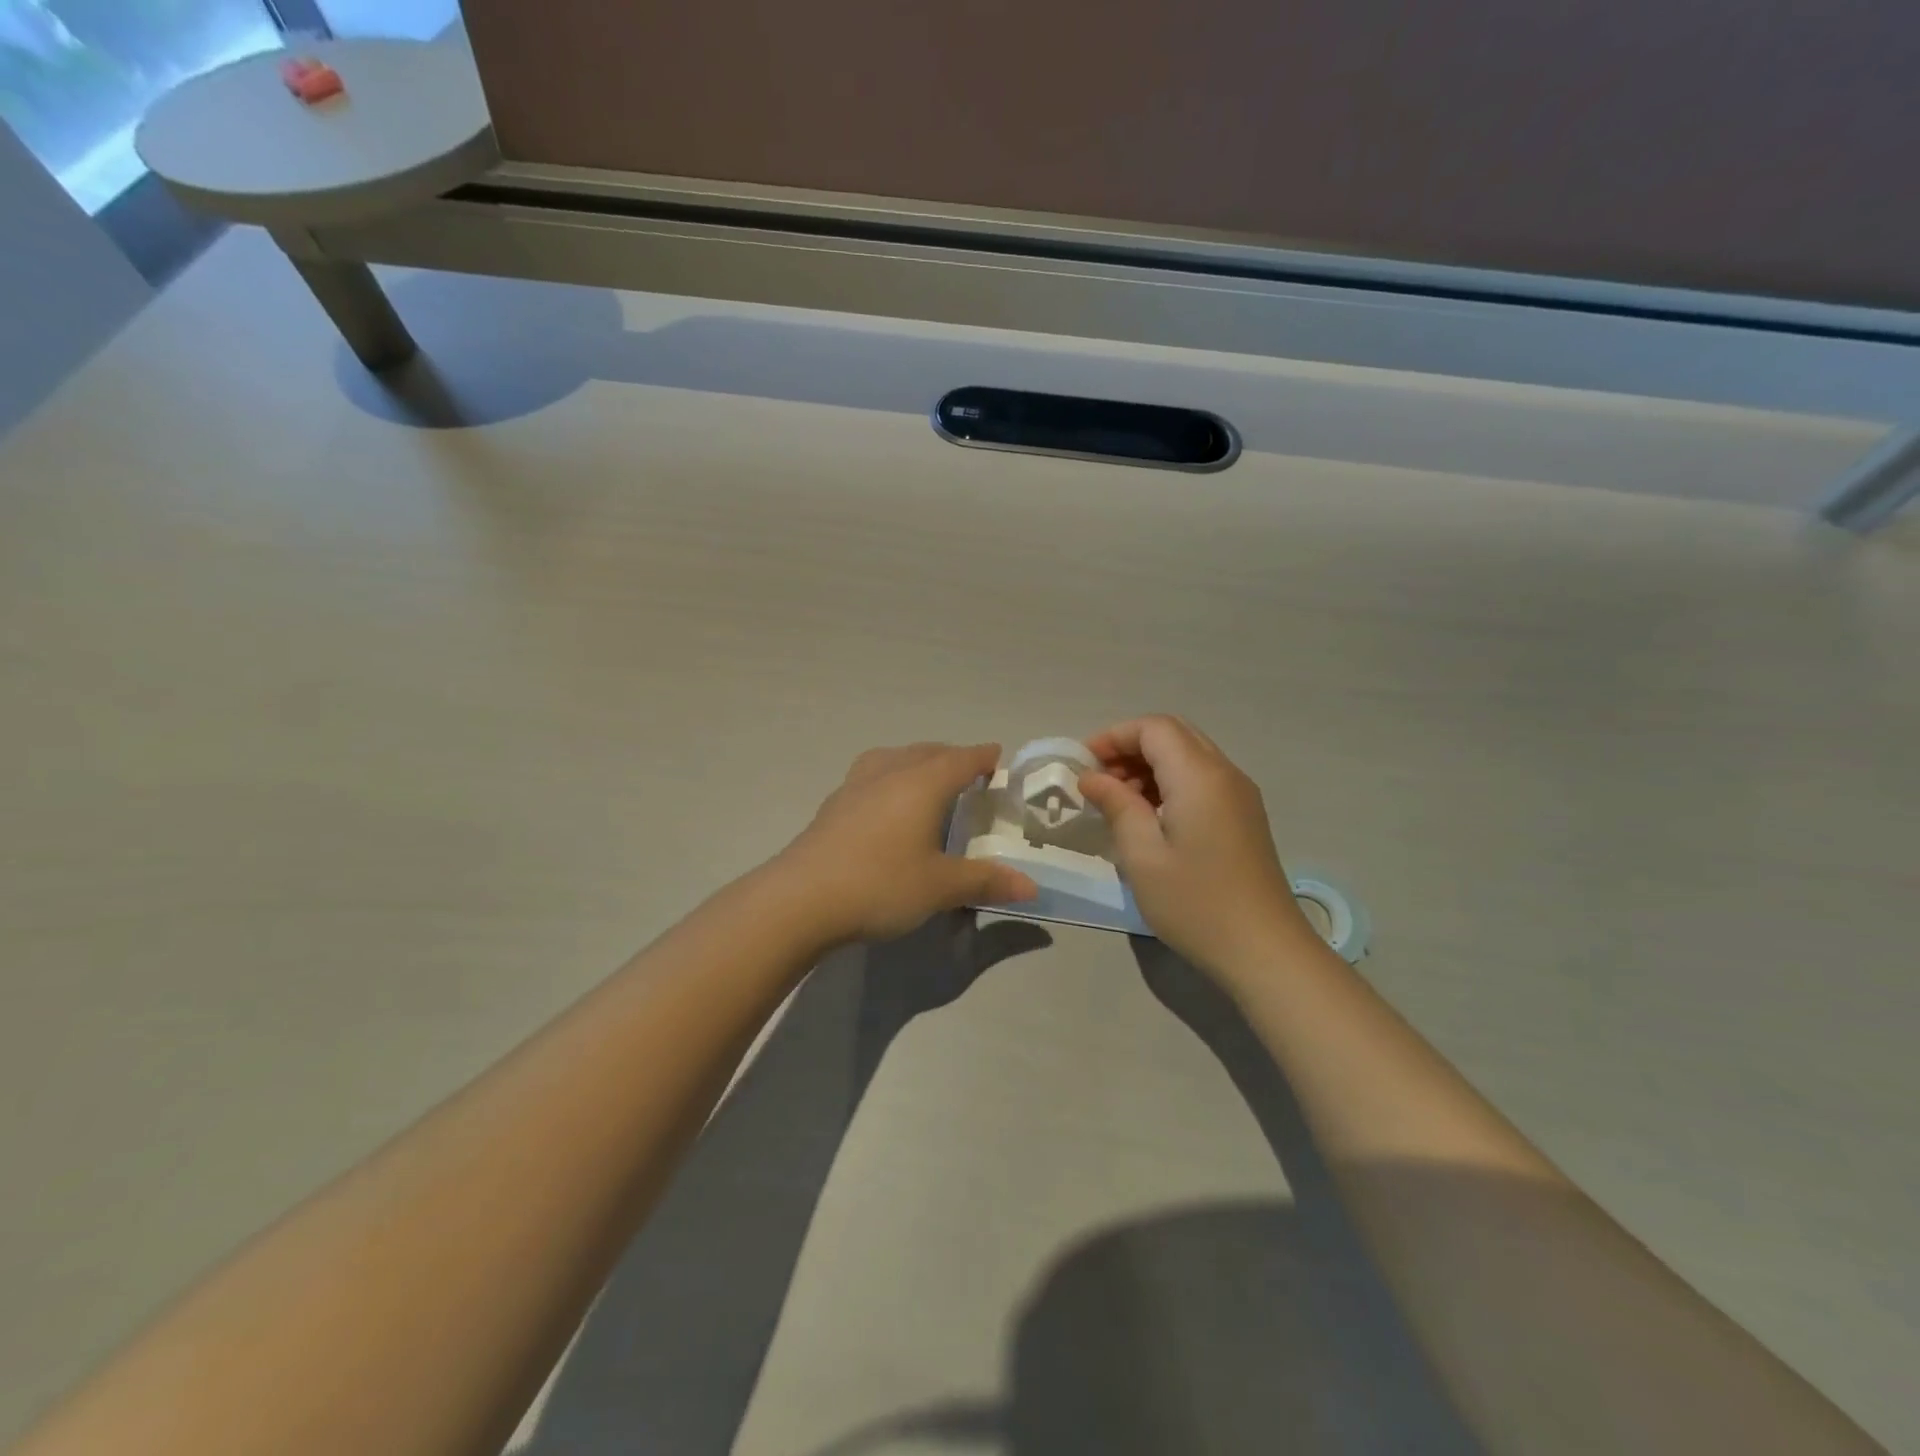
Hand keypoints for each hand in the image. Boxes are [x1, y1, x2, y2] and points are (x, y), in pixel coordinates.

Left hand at [780, 743, 1038, 942]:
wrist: (800, 899)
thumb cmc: (880, 884)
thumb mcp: (940, 887)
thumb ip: (985, 881)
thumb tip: (1031, 886)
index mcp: (922, 783)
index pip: (961, 759)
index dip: (982, 757)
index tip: (998, 757)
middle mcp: (889, 773)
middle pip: (927, 752)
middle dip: (951, 757)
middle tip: (969, 773)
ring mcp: (855, 786)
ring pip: (894, 758)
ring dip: (917, 762)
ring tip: (927, 780)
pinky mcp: (833, 805)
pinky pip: (871, 776)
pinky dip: (890, 778)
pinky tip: (885, 805)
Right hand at [1079, 716, 1315, 977]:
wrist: (1264, 951)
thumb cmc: (1195, 902)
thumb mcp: (1141, 854)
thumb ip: (1116, 804)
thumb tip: (1092, 777)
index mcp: (1199, 775)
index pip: (1153, 727)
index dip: (1113, 736)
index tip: (1083, 766)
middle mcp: (1225, 773)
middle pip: (1173, 735)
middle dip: (1130, 748)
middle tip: (1099, 782)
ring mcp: (1240, 795)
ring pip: (1189, 756)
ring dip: (1150, 766)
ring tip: (1119, 803)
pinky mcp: (1245, 817)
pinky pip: (1202, 780)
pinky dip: (1170, 784)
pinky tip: (1150, 819)